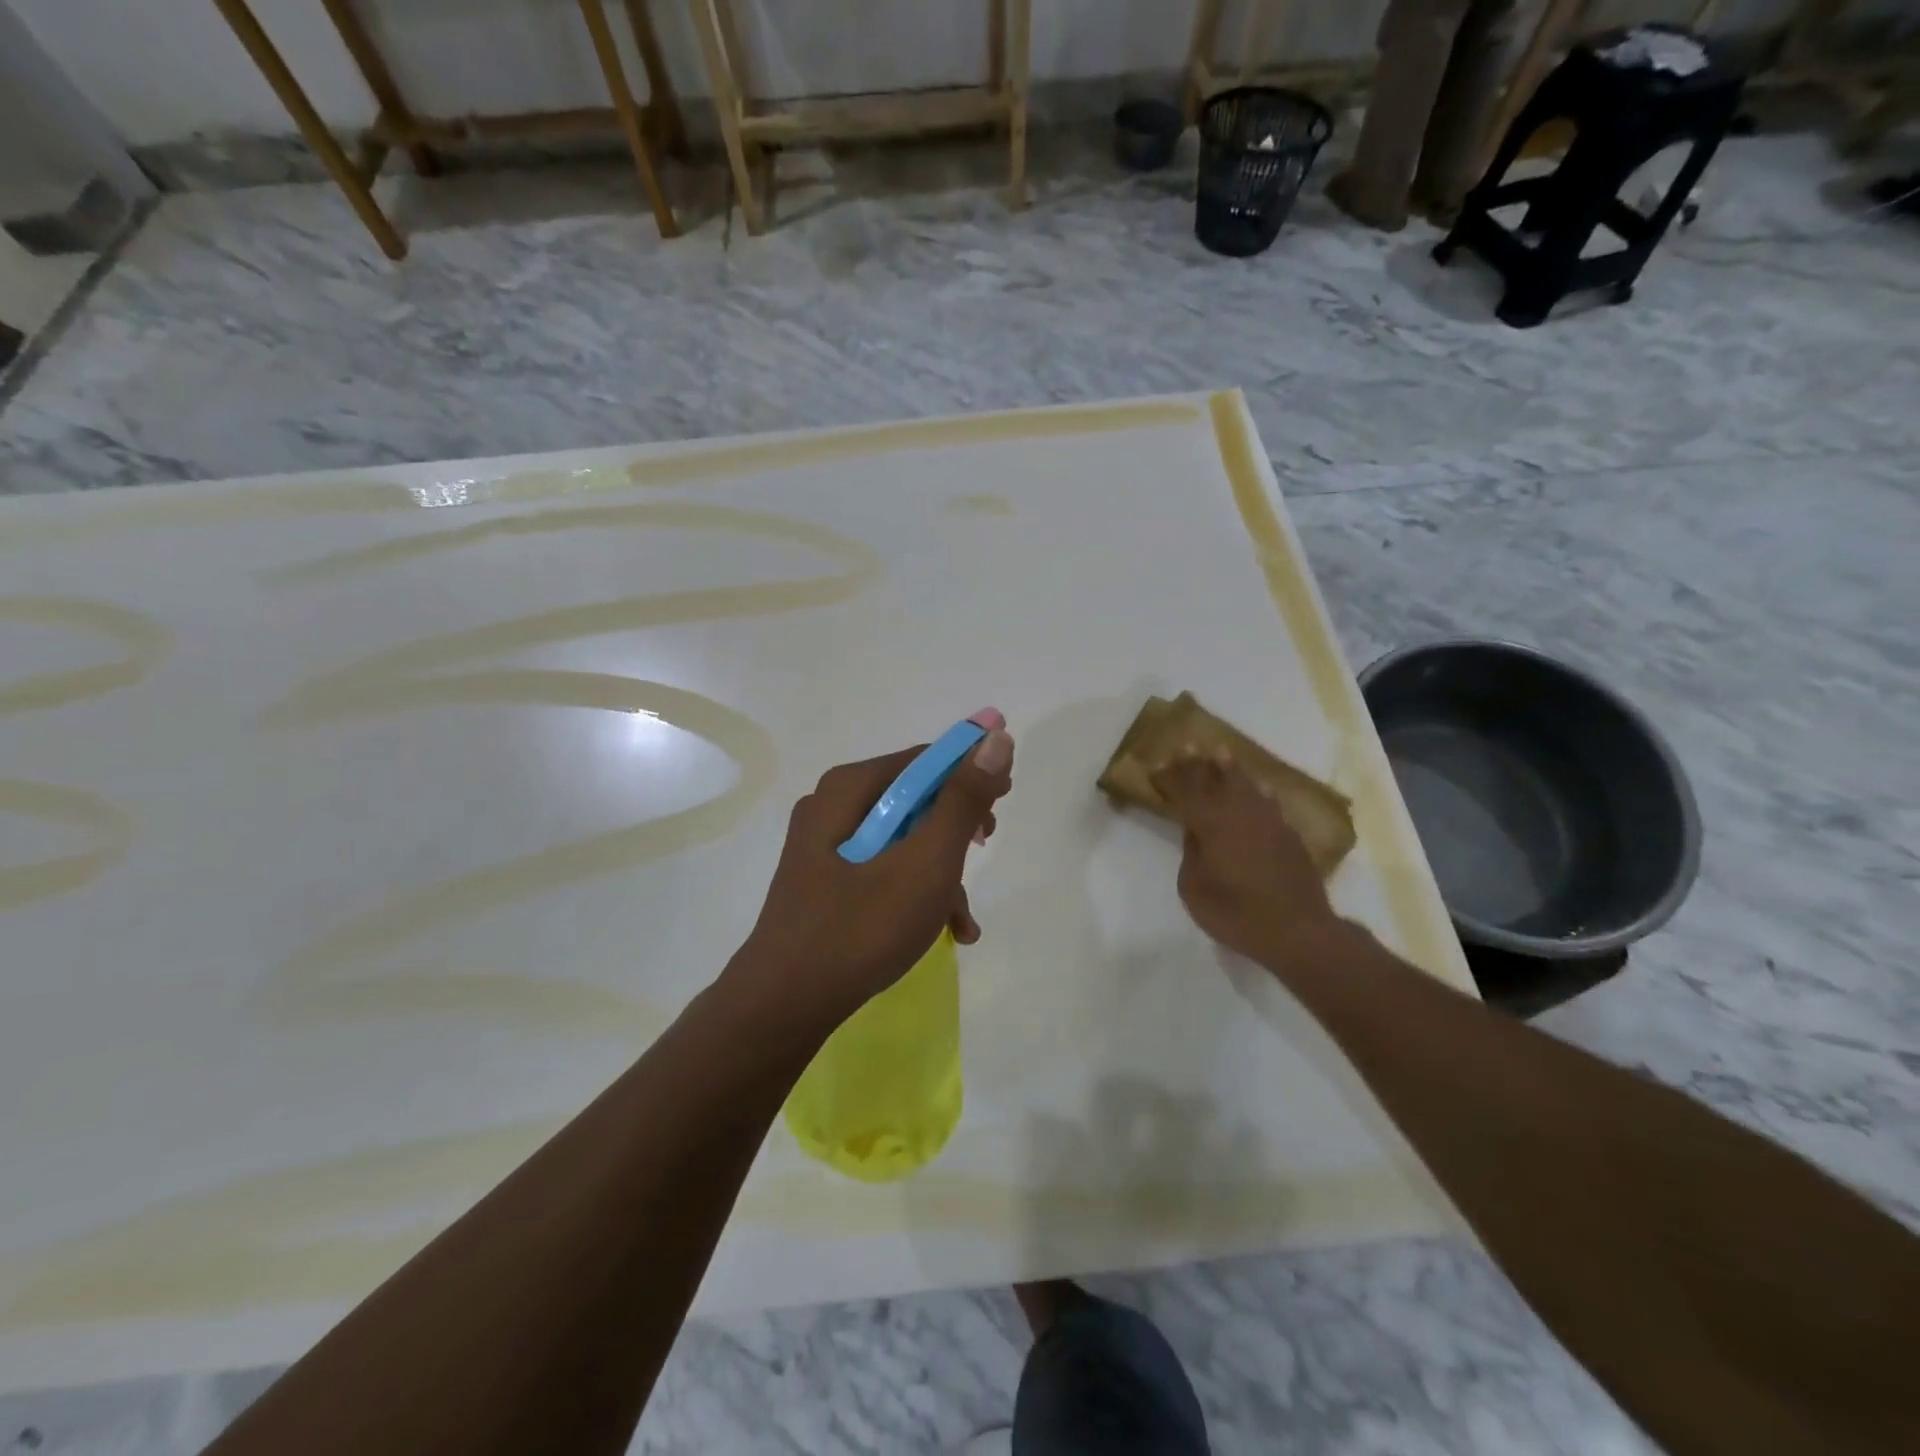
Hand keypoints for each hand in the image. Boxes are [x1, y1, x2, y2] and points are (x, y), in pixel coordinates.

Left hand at [730, 712, 1014, 1029]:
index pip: (924, 759)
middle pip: (913, 798)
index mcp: (849, 788)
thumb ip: (963, 799)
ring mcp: (825, 846)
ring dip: (941, 872)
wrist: (785, 1005)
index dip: (971, 772)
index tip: (1004, 799)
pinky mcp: (825, 880)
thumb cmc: (861, 927)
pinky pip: (882, 869)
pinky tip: (944, 930)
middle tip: (986, 844)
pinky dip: (915, 891)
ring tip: (963, 919)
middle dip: (957, 827)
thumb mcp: (926, 862)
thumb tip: (995, 736)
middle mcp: (833, 806)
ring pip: (902, 839)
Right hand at [1150, 749, 1342, 973]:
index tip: (1157, 766)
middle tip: (1186, 746)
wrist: (1298, 931)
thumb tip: (1194, 832)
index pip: (1185, 792)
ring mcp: (1268, 821)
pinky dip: (1259, 791)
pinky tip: (1260, 787)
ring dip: (1230, 769)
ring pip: (1246, 785)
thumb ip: (1191, 854)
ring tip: (1221, 752)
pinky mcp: (1289, 834)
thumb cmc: (1236, 914)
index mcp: (1211, 824)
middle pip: (1215, 780)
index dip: (1169, 777)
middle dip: (1197, 763)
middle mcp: (1239, 813)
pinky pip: (1269, 802)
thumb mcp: (1194, 889)